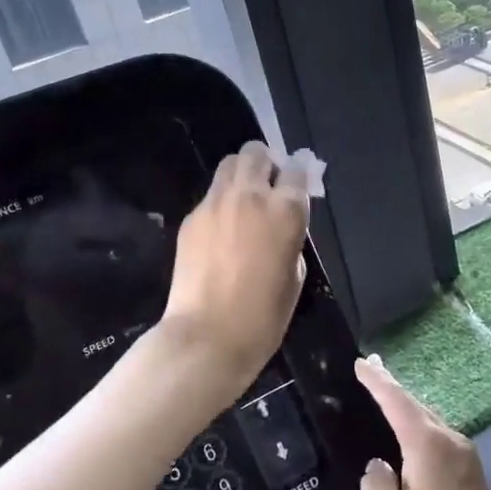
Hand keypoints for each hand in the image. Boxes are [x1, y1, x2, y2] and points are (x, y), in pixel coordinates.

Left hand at [160, 141, 310, 391]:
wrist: (208, 336)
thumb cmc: (263, 316)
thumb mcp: (295, 275)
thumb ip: (290, 238)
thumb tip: (279, 226)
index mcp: (285, 211)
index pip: (296, 170)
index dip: (299, 176)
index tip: (298, 186)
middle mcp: (250, 196)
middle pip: (256, 153)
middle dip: (265, 164)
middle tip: (268, 188)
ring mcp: (215, 204)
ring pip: (228, 165)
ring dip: (241, 175)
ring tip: (244, 203)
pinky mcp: (191, 218)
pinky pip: (210, 197)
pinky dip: (221, 203)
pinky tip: (222, 232)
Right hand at [355, 357, 490, 489]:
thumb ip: (375, 482)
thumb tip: (381, 467)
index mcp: (429, 444)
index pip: (397, 401)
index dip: (377, 380)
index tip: (361, 362)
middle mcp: (453, 444)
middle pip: (418, 407)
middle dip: (394, 389)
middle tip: (373, 370)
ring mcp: (468, 463)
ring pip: (431, 425)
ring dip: (409, 411)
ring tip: (387, 399)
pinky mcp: (473, 484)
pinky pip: (440, 444)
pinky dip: (420, 434)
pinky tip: (410, 443)